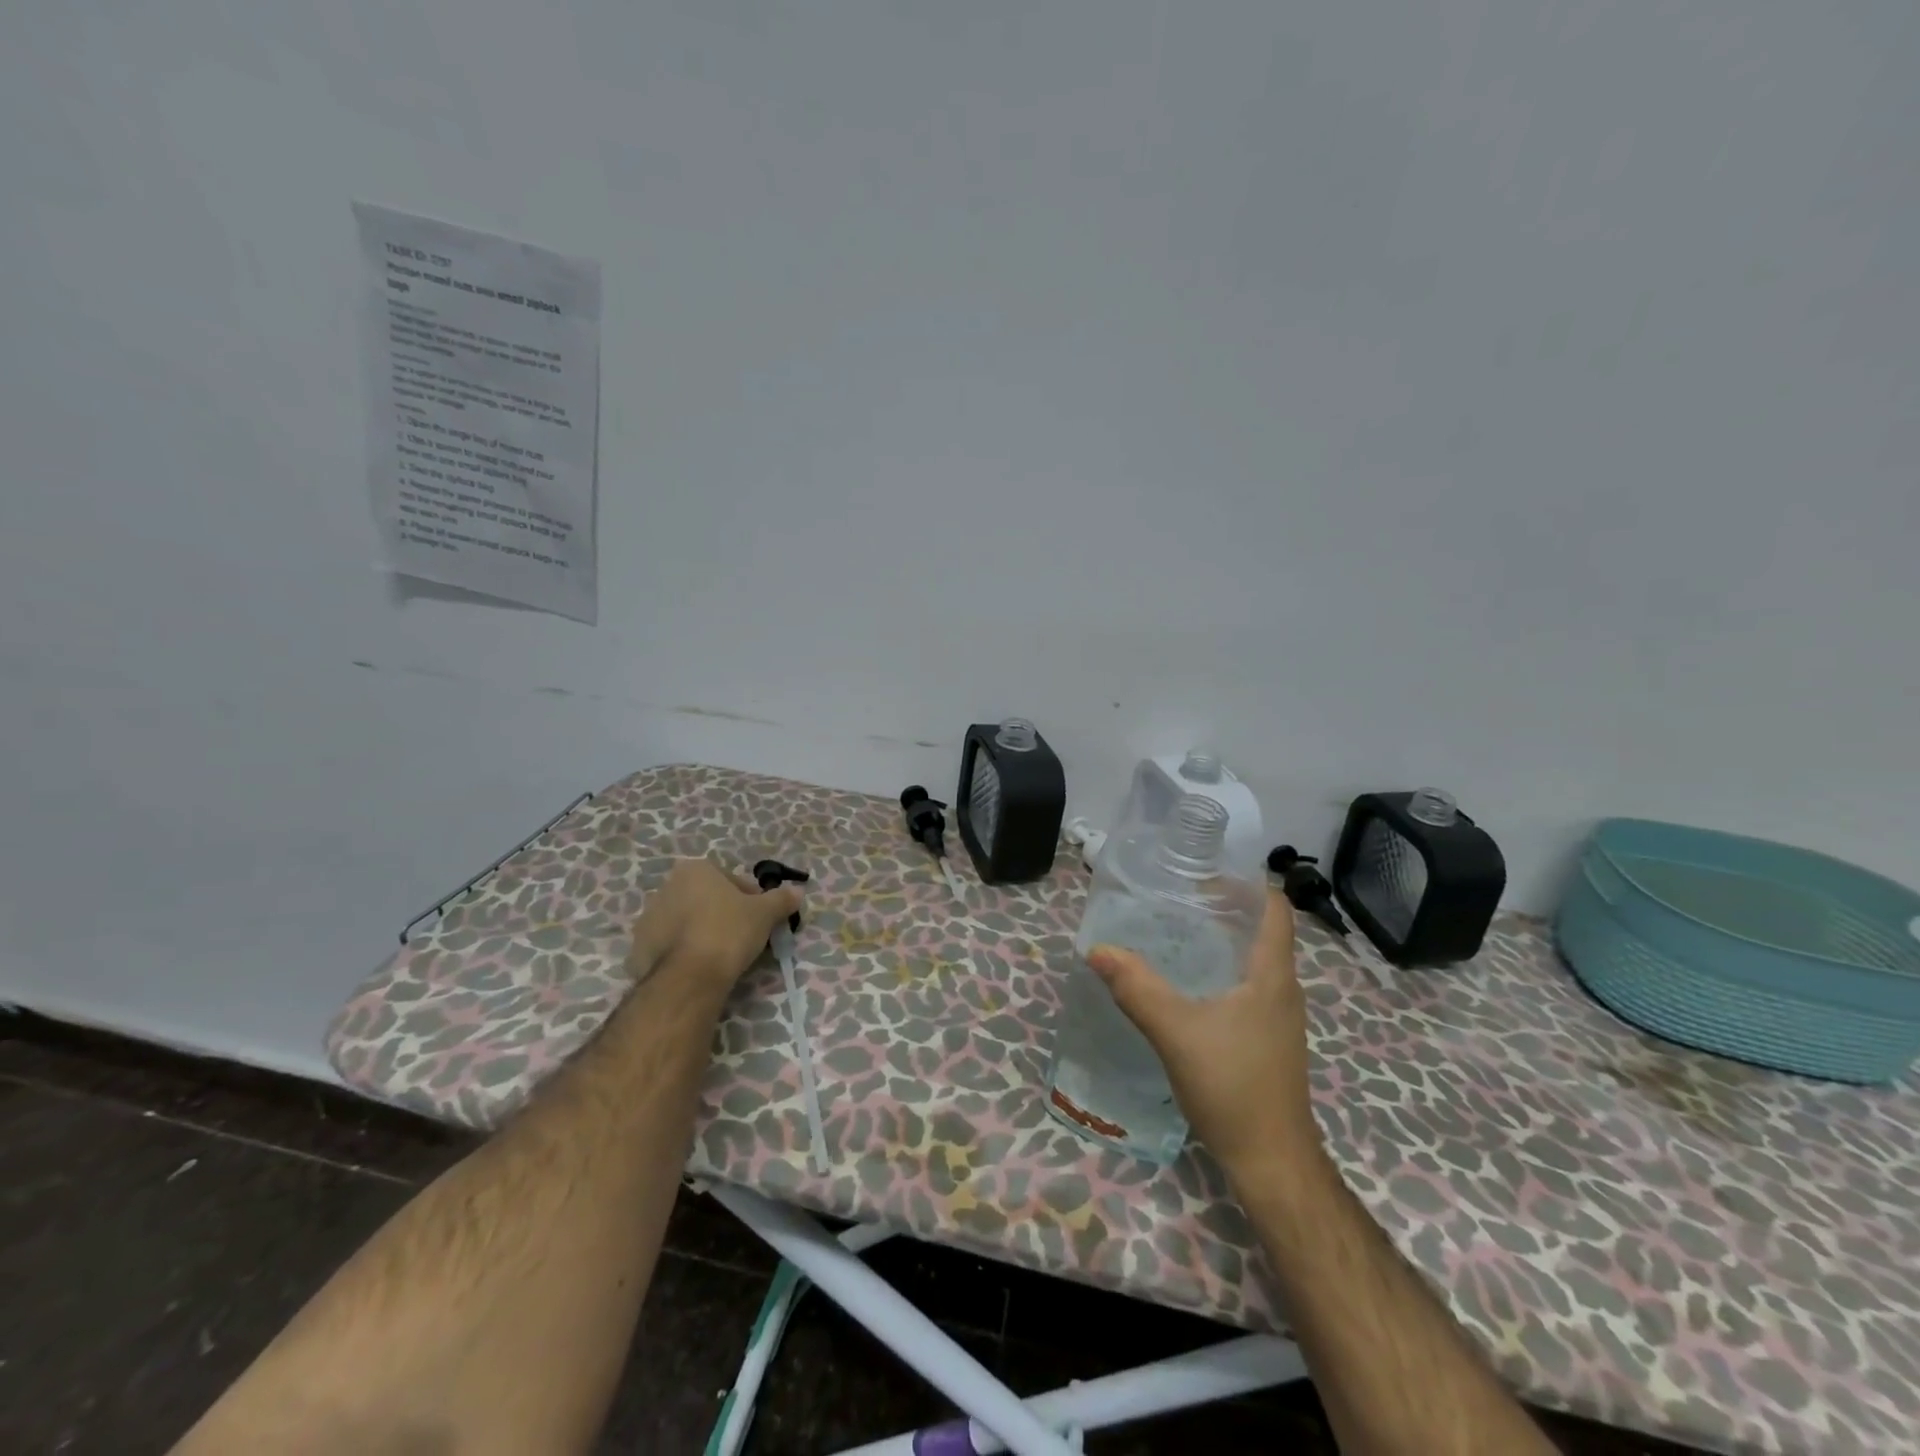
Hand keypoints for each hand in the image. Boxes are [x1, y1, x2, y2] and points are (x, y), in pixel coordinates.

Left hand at [624, 859, 803, 988]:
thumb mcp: (764, 913)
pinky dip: (683, 952)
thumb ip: (781, 899)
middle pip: (705, 899)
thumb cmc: (729, 931)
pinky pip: (669, 945)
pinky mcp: (637, 948)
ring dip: (701, 932)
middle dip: (722, 913)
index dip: (750, 899)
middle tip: (742, 937)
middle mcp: (666, 887)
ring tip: (720, 956)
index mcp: (695, 869)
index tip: (760, 919)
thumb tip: (798, 891)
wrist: (688, 977)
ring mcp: (648, 918)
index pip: (731, 880)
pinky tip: (699, 968)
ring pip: (685, 922)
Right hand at [1089, 888, 1320, 1179]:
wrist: (1272, 1162)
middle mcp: (1282, 989)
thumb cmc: (1233, 1086)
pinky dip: (1220, 972)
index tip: (1204, 873)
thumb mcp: (1176, 1032)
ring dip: (1221, 941)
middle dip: (1224, 908)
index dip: (1246, 883)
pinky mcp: (1268, 1041)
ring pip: (1253, 961)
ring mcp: (1278, 1018)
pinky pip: (1247, 988)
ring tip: (1176, 932)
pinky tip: (1187, 985)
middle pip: (1261, 930)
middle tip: (1177, 898)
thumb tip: (1098, 949)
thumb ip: (1137, 988)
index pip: (1274, 908)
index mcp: (1271, 975)